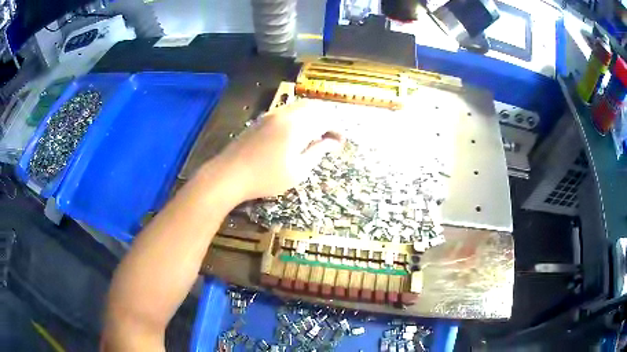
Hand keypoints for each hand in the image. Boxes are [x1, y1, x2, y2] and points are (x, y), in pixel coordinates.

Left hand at [214, 100, 343, 200]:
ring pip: (300, 106)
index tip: (341, 142)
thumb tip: (333, 142)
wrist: (229, 174)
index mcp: (297, 125)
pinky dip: (299, 117)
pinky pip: (288, 110)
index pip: (325, 118)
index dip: (337, 128)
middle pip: (314, 107)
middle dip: (327, 119)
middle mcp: (286, 113)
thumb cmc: (266, 177)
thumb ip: (318, 152)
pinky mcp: (262, 119)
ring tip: (317, 135)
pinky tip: (297, 133)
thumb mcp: (298, 170)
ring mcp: (272, 114)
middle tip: (331, 137)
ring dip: (313, 116)